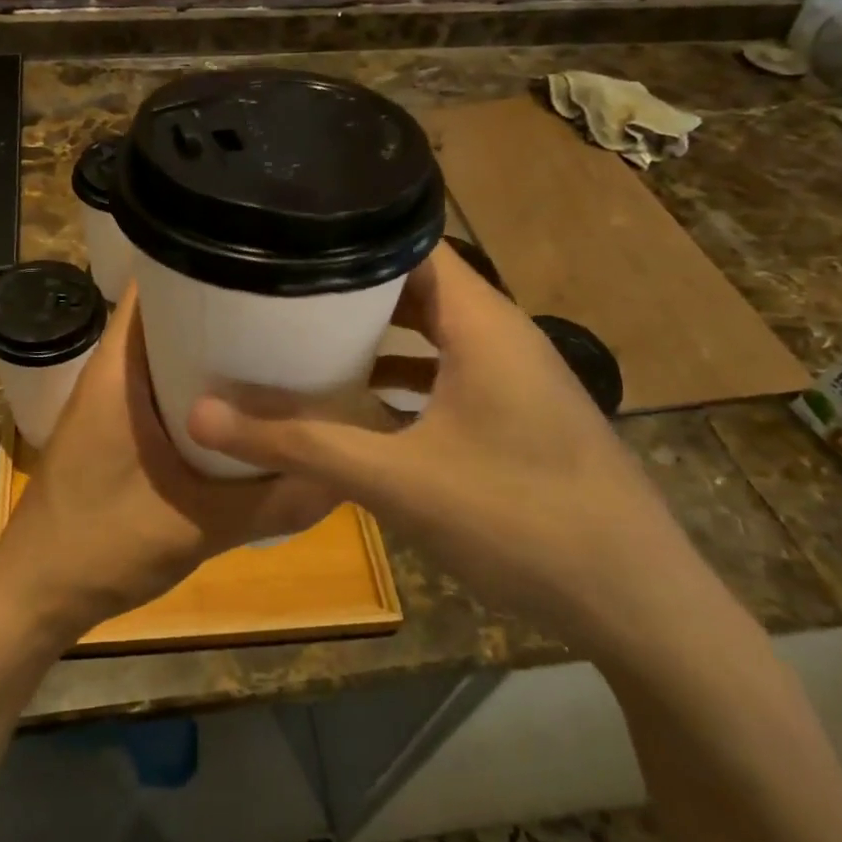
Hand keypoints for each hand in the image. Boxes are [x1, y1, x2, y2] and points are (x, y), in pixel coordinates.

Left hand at [0, 286, 333, 644]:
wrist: (36, 596)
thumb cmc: (102, 546)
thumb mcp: (199, 525)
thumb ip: (271, 502)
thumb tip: (339, 475)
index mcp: (118, 372)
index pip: (151, 285)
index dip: (199, 263)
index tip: (256, 263)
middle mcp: (110, 374)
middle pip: (165, 316)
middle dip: (218, 308)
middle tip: (281, 308)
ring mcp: (108, 404)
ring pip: (162, 354)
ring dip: (207, 351)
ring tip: (270, 348)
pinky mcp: (113, 431)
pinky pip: (158, 388)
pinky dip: (193, 387)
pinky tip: (236, 408)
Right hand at [187, 243, 692, 650]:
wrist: (640, 607)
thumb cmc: (521, 522)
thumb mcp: (397, 482)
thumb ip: (299, 446)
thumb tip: (202, 416)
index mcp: (482, 324)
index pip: (412, 243)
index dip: (350, 234)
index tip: (287, 239)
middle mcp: (502, 335)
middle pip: (417, 285)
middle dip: (350, 287)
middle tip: (279, 288)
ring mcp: (515, 377)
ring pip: (433, 331)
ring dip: (377, 334)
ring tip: (306, 334)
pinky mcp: (519, 415)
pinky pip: (449, 371)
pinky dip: (404, 375)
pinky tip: (361, 404)